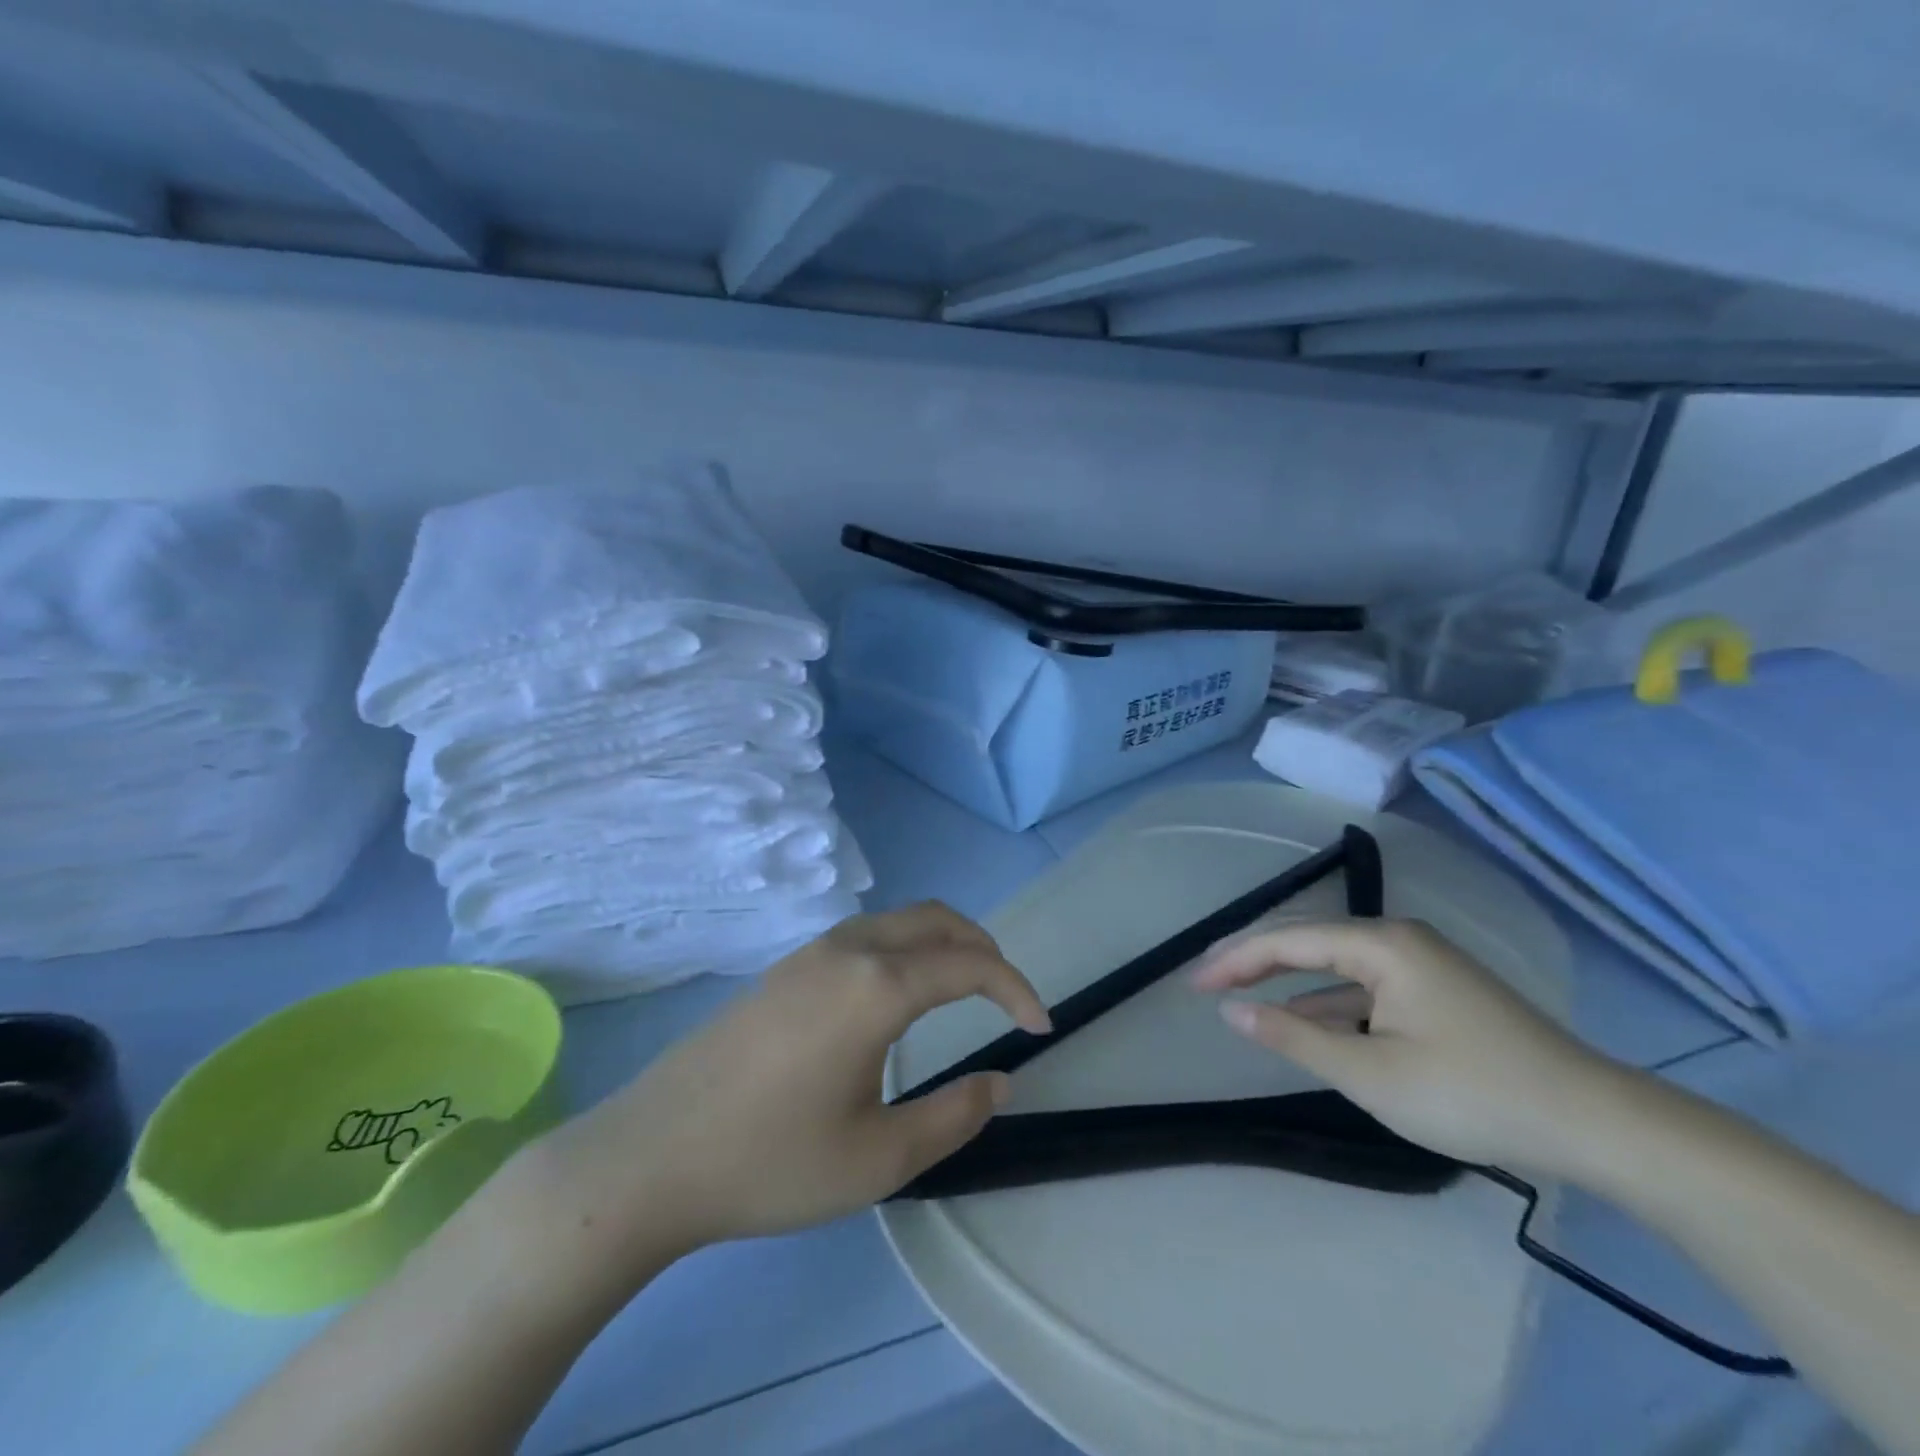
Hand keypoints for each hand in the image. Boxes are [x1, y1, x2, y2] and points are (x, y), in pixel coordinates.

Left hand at [531, 903, 1050, 1273]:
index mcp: (878, 985)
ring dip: (944, 942)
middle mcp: (849, 948)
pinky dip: (907, 947)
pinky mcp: (786, 966)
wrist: (651, 1155)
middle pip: (938, 919)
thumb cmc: (770, 1162)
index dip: (1016, 988)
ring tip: (965, 991)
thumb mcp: (878, 1158)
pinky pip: (867, 934)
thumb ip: (954, 1116)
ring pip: (900, 920)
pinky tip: (899, 997)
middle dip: (985, 949)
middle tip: (1009, 998)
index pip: (970, 964)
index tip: (1041, 1026)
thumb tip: (1001, 1080)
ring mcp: (811, 951)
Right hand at [1192, 918, 1616, 1171]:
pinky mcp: (1441, 991)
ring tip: (1249, 1006)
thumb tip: (1231, 1011)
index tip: (1195, 984)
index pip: (1288, 940)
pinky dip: (1333, 1005)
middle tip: (1209, 986)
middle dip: (1258, 966)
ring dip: (1295, 988)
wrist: (1597, 1124)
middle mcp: (1400, 939)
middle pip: (1311, 944)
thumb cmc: (1472, 1093)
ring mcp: (1424, 964)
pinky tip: (1314, 1028)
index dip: (1235, 960)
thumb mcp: (1370, 1073)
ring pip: (1339, 968)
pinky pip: (1368, 988)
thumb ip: (1294, 1036)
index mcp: (1381, 944)